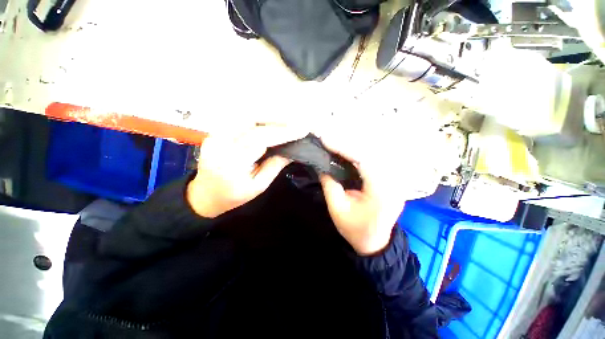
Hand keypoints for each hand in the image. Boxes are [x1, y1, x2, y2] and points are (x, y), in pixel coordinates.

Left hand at [187, 126, 306, 217]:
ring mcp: (215, 134)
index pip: (260, 139)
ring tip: (288, 120)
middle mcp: (220, 143)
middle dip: (278, 120)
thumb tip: (292, 151)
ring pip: (245, 116)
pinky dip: (259, 118)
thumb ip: (275, 166)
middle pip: (252, 122)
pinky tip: (271, 121)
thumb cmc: (233, 196)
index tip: (302, 130)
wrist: (204, 195)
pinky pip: (240, 119)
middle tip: (297, 122)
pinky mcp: (216, 131)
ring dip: (269, 116)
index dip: (283, 133)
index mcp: (231, 162)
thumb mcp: (258, 186)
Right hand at [317, 117, 443, 254]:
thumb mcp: (337, 209)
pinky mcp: (391, 179)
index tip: (326, 140)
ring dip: (354, 146)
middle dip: (348, 144)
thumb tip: (321, 163)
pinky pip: (376, 160)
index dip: (344, 148)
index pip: (364, 161)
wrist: (374, 242)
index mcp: (381, 192)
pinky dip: (360, 153)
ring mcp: (395, 180)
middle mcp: (393, 182)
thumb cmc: (354, 229)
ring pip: (375, 153)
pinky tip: (348, 152)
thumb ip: (329, 184)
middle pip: (372, 153)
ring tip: (336, 143)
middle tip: (329, 139)